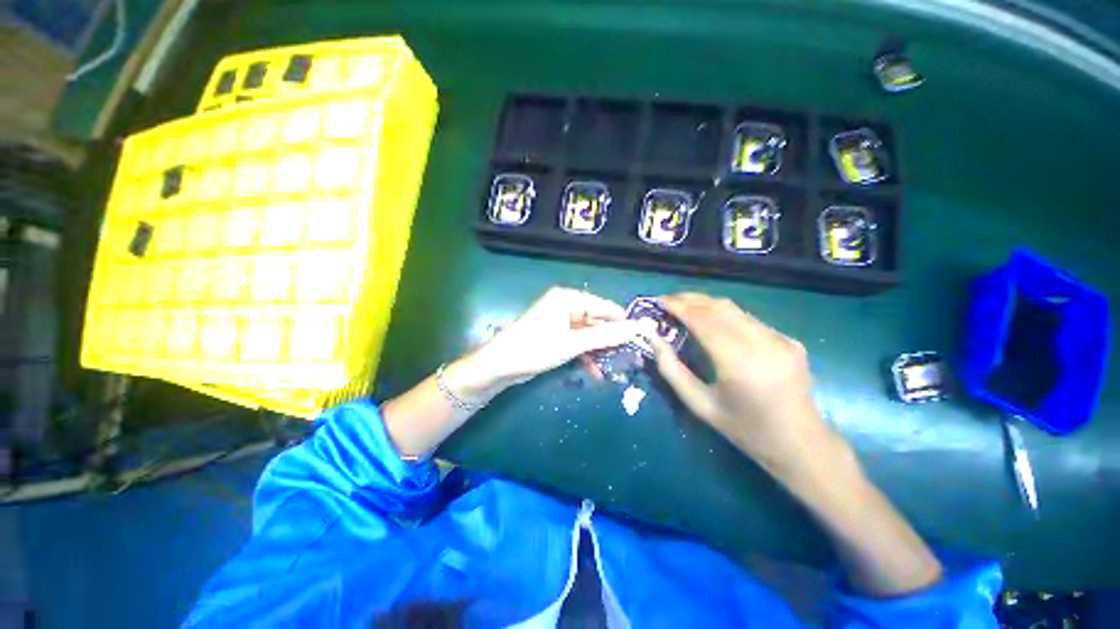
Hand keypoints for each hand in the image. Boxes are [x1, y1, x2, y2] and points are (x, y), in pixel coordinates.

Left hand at [454, 288, 641, 396]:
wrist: (499, 366)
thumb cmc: (536, 348)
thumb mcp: (573, 343)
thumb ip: (607, 336)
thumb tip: (640, 327)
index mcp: (569, 298)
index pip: (606, 307)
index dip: (624, 323)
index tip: (642, 339)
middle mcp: (566, 305)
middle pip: (598, 321)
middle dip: (612, 341)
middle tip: (632, 358)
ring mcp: (561, 321)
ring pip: (589, 334)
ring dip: (600, 351)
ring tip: (618, 368)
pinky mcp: (557, 335)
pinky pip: (578, 342)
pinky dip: (587, 355)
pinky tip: (596, 372)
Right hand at [649, 293, 848, 477]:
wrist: (800, 444)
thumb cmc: (743, 429)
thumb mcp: (699, 404)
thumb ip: (671, 369)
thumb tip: (653, 338)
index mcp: (739, 363)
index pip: (704, 320)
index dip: (680, 306)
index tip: (659, 300)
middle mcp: (763, 344)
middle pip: (720, 307)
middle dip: (690, 299)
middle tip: (668, 300)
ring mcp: (781, 339)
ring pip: (736, 309)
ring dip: (707, 304)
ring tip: (685, 306)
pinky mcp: (789, 340)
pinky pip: (749, 320)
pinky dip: (725, 315)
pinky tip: (713, 322)